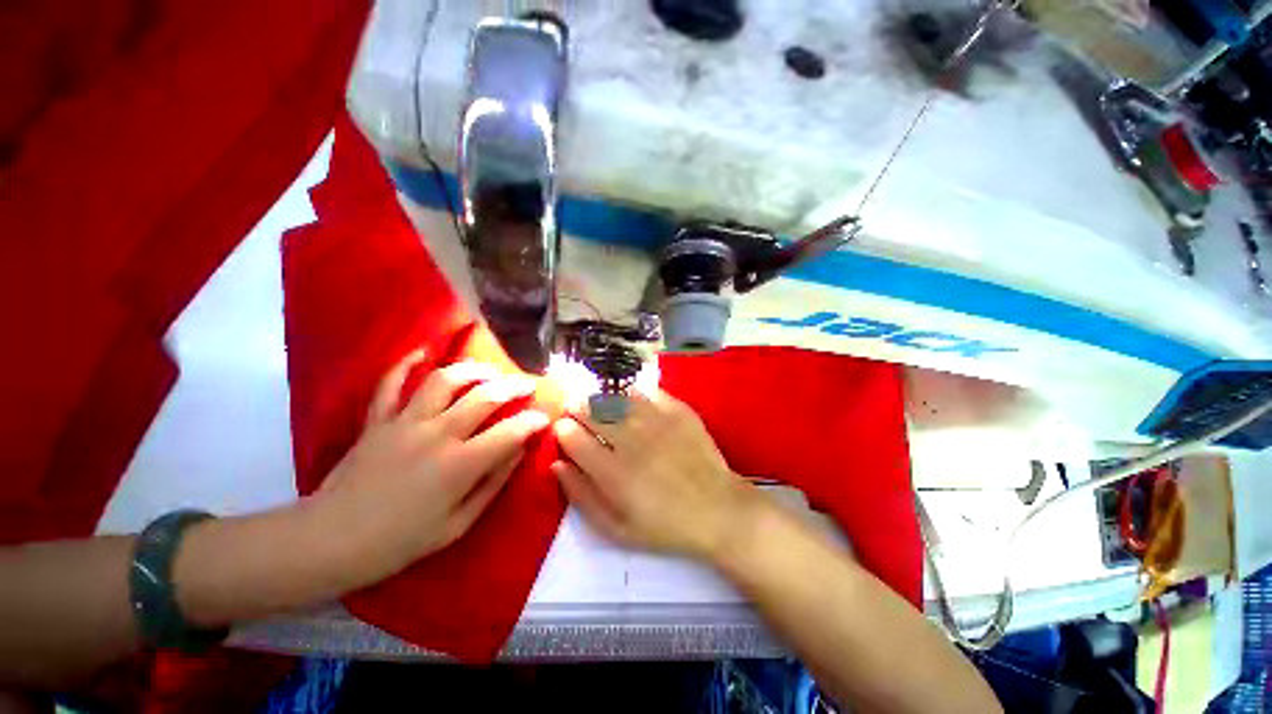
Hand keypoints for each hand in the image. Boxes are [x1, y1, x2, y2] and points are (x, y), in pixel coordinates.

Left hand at [316, 350, 550, 580]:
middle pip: (484, 396)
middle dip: (514, 386)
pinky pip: (391, 383)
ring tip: (489, 371)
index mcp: (459, 464)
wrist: (330, 541)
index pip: (510, 432)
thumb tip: (519, 451)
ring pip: (444, 380)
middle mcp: (437, 434)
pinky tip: (423, 351)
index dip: (533, 421)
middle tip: (528, 384)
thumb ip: (493, 483)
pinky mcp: (378, 420)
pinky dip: (406, 364)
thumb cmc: (400, 541)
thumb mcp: (458, 524)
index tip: (544, 417)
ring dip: (473, 370)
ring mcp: (404, 422)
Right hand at [551, 389, 756, 560]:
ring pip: (617, 397)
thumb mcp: (616, 529)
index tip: (562, 428)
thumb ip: (582, 496)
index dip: (562, 429)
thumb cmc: (664, 525)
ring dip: (601, 396)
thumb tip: (557, 465)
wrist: (716, 509)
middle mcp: (631, 440)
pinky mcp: (678, 411)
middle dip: (577, 407)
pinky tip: (628, 396)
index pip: (573, 438)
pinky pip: (647, 392)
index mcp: (612, 472)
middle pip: (593, 412)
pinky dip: (632, 392)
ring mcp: (656, 421)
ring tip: (596, 399)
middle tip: (574, 407)